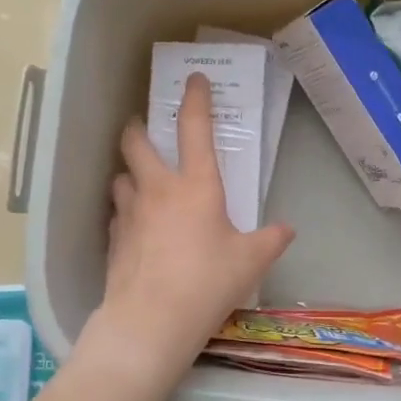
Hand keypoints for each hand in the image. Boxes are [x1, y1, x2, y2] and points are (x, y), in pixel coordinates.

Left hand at [94, 73, 294, 386]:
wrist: (151, 321)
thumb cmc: (207, 282)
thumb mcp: (251, 261)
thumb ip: (271, 240)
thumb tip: (286, 230)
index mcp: (195, 185)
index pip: (194, 129)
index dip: (195, 99)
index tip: (195, 79)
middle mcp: (157, 189)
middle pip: (136, 141)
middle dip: (139, 127)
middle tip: (146, 128)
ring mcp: (129, 213)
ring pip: (120, 176)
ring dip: (129, 171)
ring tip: (140, 180)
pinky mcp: (113, 239)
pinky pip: (116, 213)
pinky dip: (125, 210)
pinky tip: (135, 225)